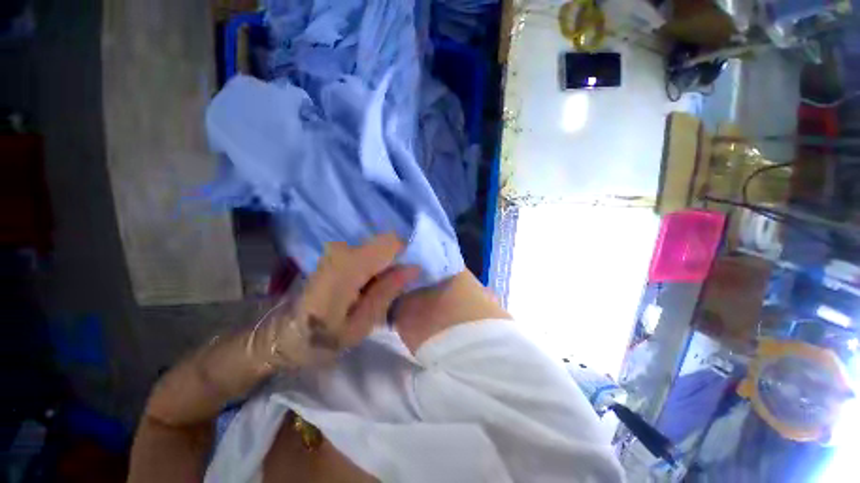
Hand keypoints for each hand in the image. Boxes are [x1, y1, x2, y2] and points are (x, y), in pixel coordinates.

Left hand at [251, 233, 419, 368]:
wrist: (284, 334)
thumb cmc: (322, 337)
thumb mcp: (361, 324)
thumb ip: (388, 291)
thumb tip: (414, 267)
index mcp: (349, 265)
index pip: (391, 241)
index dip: (404, 256)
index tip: (403, 278)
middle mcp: (343, 249)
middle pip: (385, 244)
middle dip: (393, 265)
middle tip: (387, 292)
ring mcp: (337, 249)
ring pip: (377, 249)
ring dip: (382, 268)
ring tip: (373, 293)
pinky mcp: (335, 253)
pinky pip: (366, 254)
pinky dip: (372, 268)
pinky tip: (363, 288)